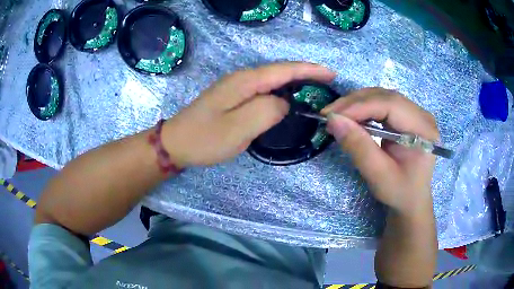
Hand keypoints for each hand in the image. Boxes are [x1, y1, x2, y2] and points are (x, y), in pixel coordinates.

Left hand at [163, 62, 335, 167]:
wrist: (176, 143)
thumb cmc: (205, 138)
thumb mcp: (238, 128)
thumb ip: (267, 111)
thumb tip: (284, 104)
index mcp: (245, 81)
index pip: (285, 70)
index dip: (310, 70)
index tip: (331, 74)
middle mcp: (242, 79)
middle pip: (280, 71)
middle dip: (306, 74)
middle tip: (327, 81)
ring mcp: (236, 87)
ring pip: (272, 80)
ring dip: (294, 82)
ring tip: (315, 88)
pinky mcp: (233, 97)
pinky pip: (263, 90)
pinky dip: (280, 92)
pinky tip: (288, 99)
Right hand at [322, 88, 439, 213]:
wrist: (411, 200)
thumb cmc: (400, 192)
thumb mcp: (379, 175)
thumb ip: (358, 147)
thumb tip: (333, 120)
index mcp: (423, 130)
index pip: (391, 105)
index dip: (360, 106)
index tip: (332, 116)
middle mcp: (422, 115)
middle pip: (385, 97)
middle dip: (355, 103)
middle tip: (329, 114)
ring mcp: (414, 113)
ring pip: (381, 97)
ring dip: (356, 103)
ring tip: (336, 115)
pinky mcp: (406, 116)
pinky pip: (382, 104)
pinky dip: (363, 108)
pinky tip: (351, 117)